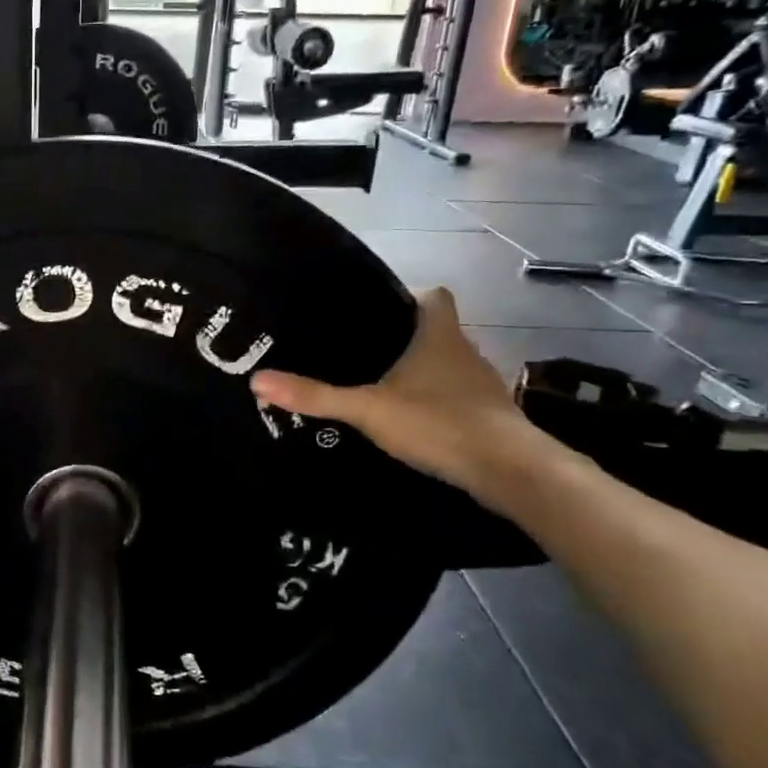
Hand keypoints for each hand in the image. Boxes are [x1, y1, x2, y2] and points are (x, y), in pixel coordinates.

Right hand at [251, 286, 551, 501]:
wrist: (510, 471)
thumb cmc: (439, 423)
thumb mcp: (367, 408)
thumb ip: (315, 396)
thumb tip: (257, 380)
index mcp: (439, 336)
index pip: (434, 296)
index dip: (410, 296)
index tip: (379, 309)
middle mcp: (466, 352)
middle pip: (438, 331)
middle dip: (406, 337)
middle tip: (362, 350)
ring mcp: (482, 386)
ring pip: (448, 365)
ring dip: (423, 372)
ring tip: (381, 385)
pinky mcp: (489, 416)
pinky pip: (457, 396)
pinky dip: (436, 402)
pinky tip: (412, 420)